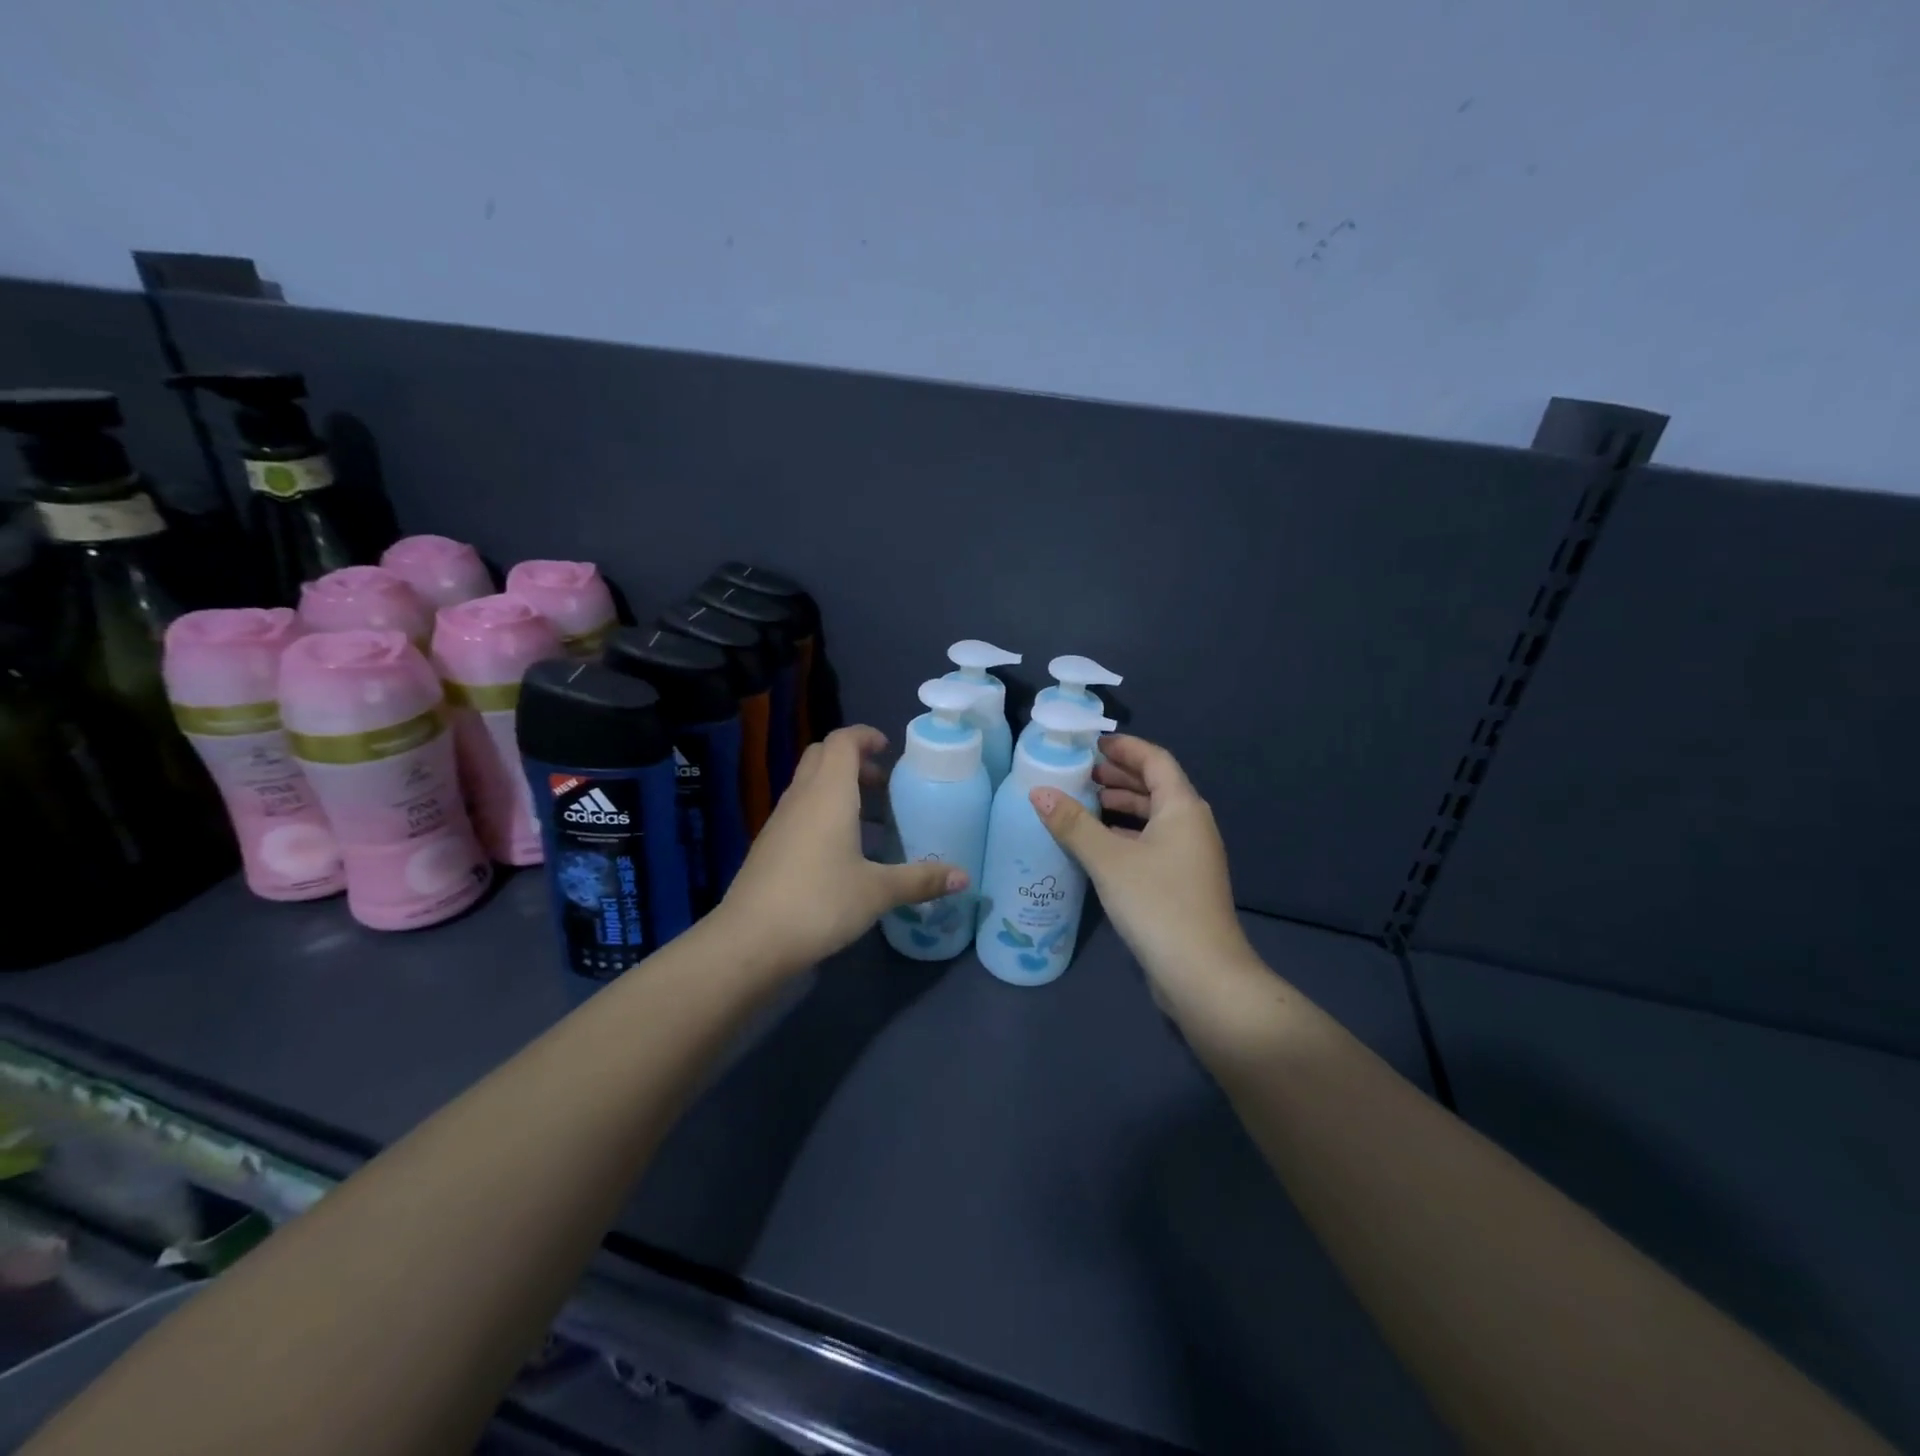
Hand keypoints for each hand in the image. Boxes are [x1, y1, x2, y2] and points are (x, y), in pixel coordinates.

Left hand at [715, 725, 965, 972]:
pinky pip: (799, 810)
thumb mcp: (877, 891)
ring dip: (837, 787)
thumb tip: (963, 878)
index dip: (865, 736)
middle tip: (882, 784)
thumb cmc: (819, 902)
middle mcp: (801, 797)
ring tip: (869, 820)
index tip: (889, 749)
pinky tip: (841, 851)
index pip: (842, 741)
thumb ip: (920, 880)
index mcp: (829, 793)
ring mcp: (779, 821)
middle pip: (822, 756)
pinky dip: (822, 812)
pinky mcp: (769, 846)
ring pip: (808, 784)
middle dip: (853, 760)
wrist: (749, 940)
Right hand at [1030, 735, 1258, 1011]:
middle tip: (1078, 774)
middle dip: (1118, 777)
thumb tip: (1038, 792)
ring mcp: (1190, 856)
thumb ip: (1073, 824)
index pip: (1155, 760)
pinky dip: (1125, 835)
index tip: (1090, 744)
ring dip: (1120, 807)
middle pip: (1155, 787)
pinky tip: (1098, 846)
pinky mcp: (1182, 883)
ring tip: (1083, 804)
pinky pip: (1152, 843)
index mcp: (1182, 808)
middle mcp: (1192, 825)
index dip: (1124, 748)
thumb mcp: (1109, 860)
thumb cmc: (1158, 904)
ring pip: (1153, 817)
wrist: (1203, 975)